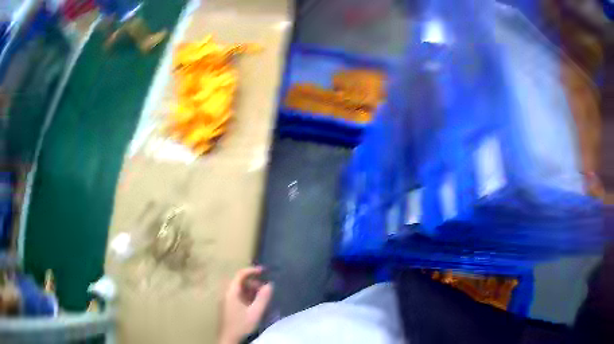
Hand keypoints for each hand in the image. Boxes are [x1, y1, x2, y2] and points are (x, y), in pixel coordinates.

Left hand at [219, 266, 273, 343]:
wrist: (229, 338)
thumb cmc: (241, 324)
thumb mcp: (255, 312)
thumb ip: (263, 298)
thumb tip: (270, 284)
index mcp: (231, 292)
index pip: (240, 275)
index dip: (252, 270)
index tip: (264, 271)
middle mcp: (227, 293)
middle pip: (240, 282)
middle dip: (253, 282)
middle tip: (265, 288)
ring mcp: (227, 300)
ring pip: (239, 289)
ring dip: (251, 290)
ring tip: (262, 296)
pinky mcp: (228, 306)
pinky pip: (238, 295)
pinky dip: (248, 296)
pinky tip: (255, 303)